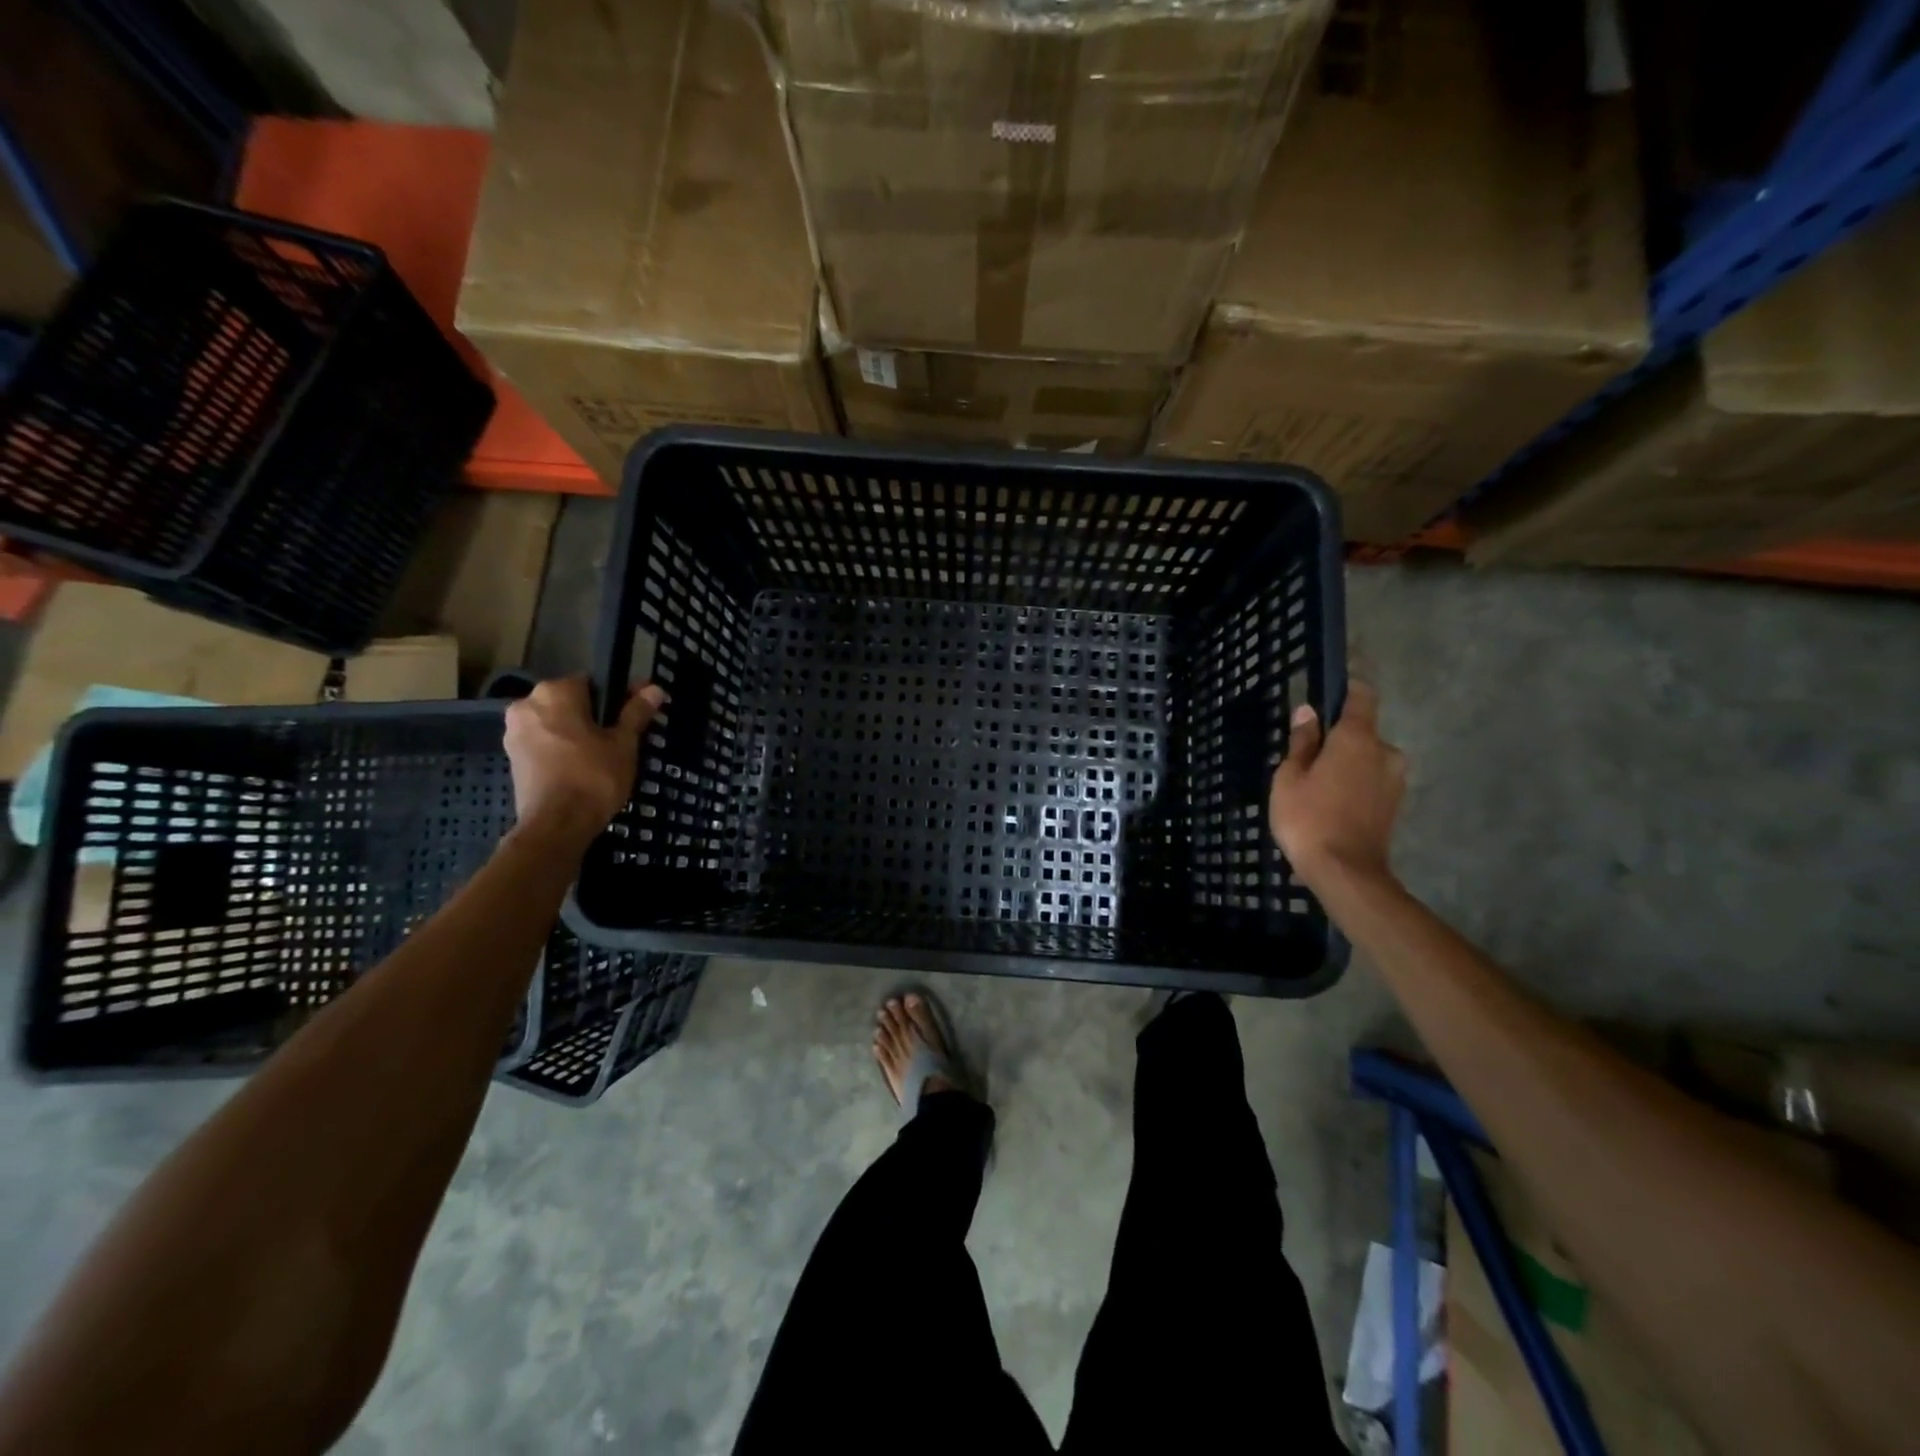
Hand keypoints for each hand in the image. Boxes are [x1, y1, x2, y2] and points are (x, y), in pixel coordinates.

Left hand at [503, 676, 664, 840]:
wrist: (557, 825)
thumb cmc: (594, 777)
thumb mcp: (624, 743)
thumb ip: (636, 713)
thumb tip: (655, 688)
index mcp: (554, 693)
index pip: (593, 683)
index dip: (618, 697)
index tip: (635, 714)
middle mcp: (526, 705)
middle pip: (571, 703)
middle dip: (595, 716)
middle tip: (622, 738)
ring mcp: (514, 732)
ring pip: (556, 723)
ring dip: (578, 733)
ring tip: (605, 756)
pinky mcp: (513, 758)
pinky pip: (544, 743)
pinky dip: (562, 749)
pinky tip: (583, 767)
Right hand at [1268, 680, 1405, 891]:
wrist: (1346, 872)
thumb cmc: (1308, 818)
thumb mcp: (1290, 777)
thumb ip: (1302, 742)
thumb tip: (1308, 712)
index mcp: (1358, 738)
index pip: (1362, 696)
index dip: (1347, 690)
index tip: (1328, 694)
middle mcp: (1385, 751)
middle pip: (1362, 732)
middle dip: (1338, 740)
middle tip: (1307, 760)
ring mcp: (1395, 779)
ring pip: (1367, 759)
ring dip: (1347, 765)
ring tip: (1317, 788)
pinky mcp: (1396, 803)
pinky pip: (1372, 780)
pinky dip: (1355, 785)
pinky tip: (1333, 805)